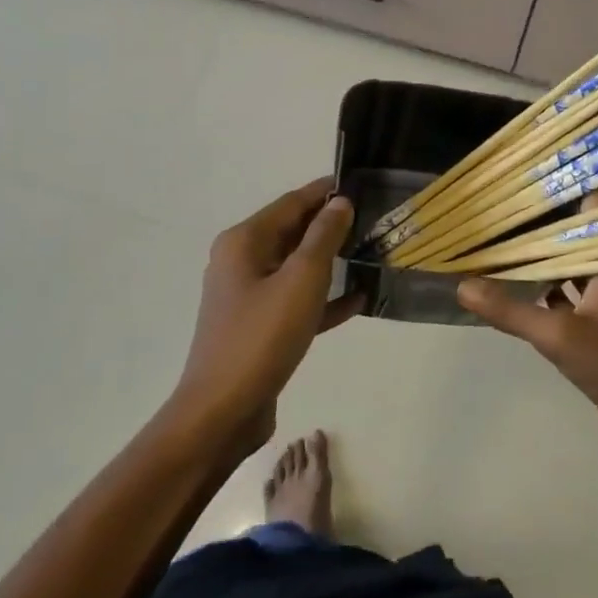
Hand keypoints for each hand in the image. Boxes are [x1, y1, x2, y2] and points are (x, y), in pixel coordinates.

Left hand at [173, 177, 357, 451]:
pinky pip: (296, 300)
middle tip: (374, 219)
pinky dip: (323, 298)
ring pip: (297, 266)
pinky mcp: (259, 327)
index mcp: (244, 242)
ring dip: (331, 261)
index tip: (363, 185)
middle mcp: (242, 261)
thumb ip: (324, 236)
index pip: (292, 202)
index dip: (326, 191)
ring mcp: (249, 296)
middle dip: (331, 225)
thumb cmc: (262, 337)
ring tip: (371, 253)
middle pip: (293, 231)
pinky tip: (358, 300)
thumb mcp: (302, 279)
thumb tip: (339, 201)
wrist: (222, 413)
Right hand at [457, 201, 597, 476]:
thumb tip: (463, 285)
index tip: (539, 162)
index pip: (595, 205)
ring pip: (567, 265)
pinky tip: (513, 285)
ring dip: (540, 254)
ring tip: (501, 234)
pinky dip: (542, 288)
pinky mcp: (594, 323)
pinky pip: (564, 294)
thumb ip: (511, 311)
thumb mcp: (559, 336)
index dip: (572, 181)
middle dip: (543, 217)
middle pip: (574, 232)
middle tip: (503, 197)